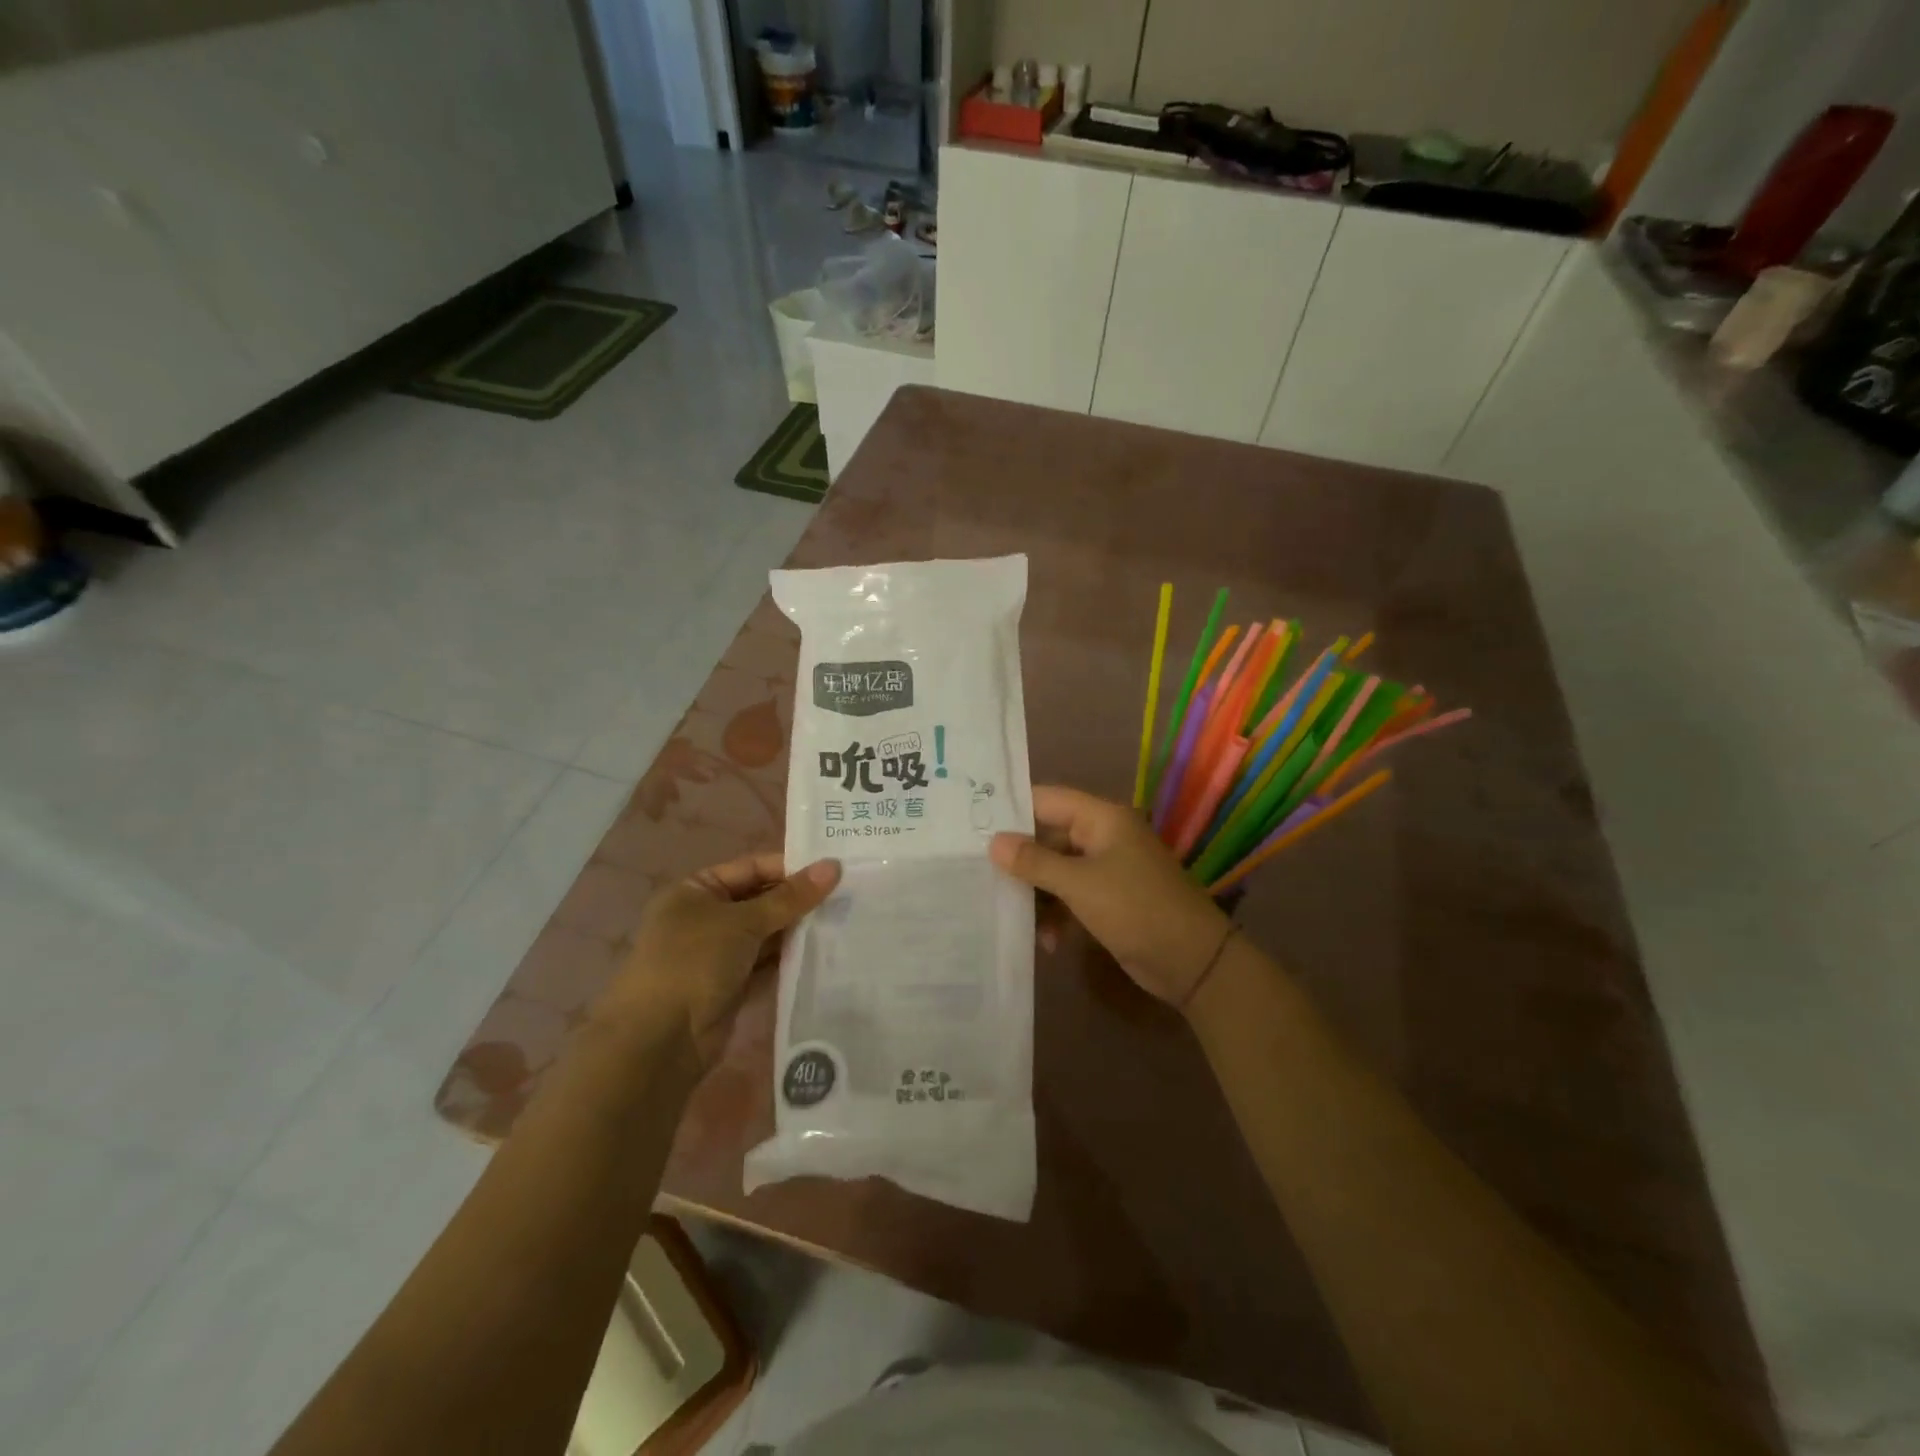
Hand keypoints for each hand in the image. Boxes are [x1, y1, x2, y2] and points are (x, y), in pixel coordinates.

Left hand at [600, 853, 840, 1068]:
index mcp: (696, 890)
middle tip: (849, 894)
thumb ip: (790, 897)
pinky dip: (791, 958)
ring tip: (846, 919)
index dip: (791, 867)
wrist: (659, 1042)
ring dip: (799, 929)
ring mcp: (718, 954)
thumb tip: (834, 866)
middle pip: (762, 900)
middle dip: (799, 900)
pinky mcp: (732, 986)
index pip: (752, 868)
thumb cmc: (693, 963)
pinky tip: (826, 951)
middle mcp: (706, 917)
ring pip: (767, 933)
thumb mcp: (743, 922)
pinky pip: (768, 964)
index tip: (835, 869)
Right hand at [990, 786, 1233, 1007]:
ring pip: (1056, 869)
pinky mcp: (1109, 898)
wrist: (1193, 962)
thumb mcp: (1079, 884)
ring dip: (1037, 894)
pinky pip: (1071, 895)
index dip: (1012, 810)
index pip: (1046, 799)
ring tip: (1016, 918)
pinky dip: (1057, 914)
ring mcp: (1107, 868)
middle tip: (979, 875)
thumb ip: (1035, 862)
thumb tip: (993, 842)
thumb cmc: (1136, 909)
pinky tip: (1048, 942)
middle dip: (1019, 860)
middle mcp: (1103, 836)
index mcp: (1102, 818)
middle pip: (1048, 836)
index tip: (973, 825)